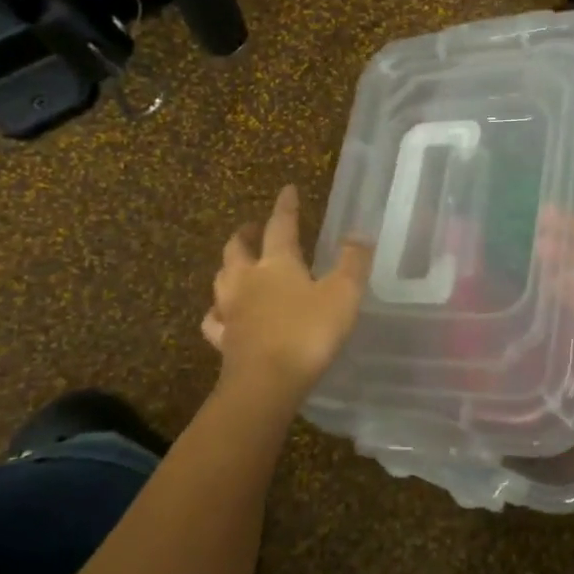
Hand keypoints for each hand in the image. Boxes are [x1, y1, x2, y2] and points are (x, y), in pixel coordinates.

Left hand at [202, 186, 371, 401]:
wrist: (266, 383)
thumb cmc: (308, 332)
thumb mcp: (343, 294)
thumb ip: (353, 262)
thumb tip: (359, 233)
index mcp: (277, 263)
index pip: (281, 226)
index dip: (286, 207)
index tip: (287, 190)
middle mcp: (248, 280)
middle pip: (238, 249)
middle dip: (245, 234)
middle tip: (250, 227)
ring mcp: (231, 311)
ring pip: (221, 280)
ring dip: (228, 267)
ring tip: (234, 264)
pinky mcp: (224, 341)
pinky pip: (214, 321)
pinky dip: (217, 313)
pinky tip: (220, 315)